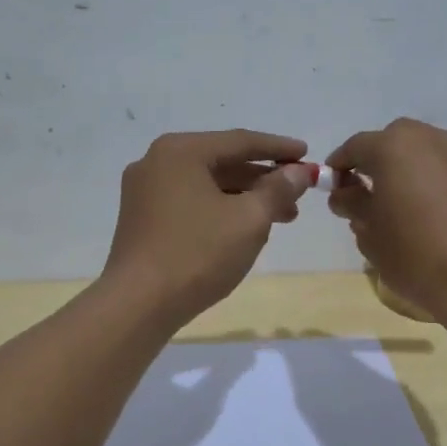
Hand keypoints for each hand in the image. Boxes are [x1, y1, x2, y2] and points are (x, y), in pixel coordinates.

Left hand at [103, 129, 309, 323]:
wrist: (139, 304)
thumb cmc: (197, 253)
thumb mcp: (249, 220)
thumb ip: (278, 190)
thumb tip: (299, 173)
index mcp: (180, 151)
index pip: (240, 141)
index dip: (279, 149)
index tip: (308, 156)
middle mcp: (157, 162)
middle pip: (222, 162)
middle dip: (263, 180)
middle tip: (298, 198)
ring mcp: (144, 191)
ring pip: (206, 186)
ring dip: (244, 199)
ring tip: (279, 219)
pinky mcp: (142, 219)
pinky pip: (190, 203)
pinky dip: (220, 210)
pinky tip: (243, 230)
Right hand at [326, 118, 446, 321]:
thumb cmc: (416, 255)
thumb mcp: (370, 234)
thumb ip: (353, 205)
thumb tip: (346, 193)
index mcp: (394, 147)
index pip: (355, 147)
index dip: (339, 167)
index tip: (332, 188)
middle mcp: (429, 139)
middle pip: (391, 142)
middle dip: (375, 164)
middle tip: (365, 196)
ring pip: (422, 154)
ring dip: (405, 172)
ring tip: (399, 208)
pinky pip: (446, 170)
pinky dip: (431, 183)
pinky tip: (430, 216)